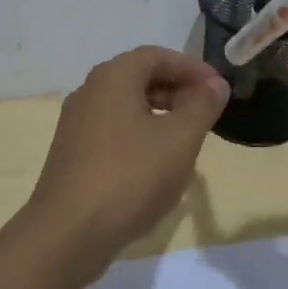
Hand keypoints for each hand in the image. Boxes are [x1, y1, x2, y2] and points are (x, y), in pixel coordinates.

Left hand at [25, 46, 229, 279]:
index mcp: (112, 77)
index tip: (219, 89)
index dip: (192, 68)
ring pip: (126, 106)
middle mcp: (90, 91)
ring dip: (160, 115)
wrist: (68, 233)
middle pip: (139, 78)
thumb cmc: (130, 176)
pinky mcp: (73, 153)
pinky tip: (157, 166)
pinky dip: (140, 136)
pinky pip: (113, 131)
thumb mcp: (179, 139)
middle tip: (207, 114)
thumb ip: (201, 106)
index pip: (157, 56)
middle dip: (177, 91)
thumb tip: (215, 83)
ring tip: (188, 140)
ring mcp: (77, 124)